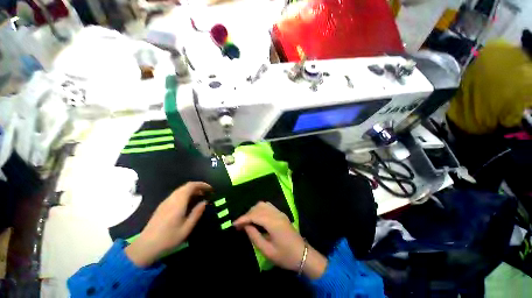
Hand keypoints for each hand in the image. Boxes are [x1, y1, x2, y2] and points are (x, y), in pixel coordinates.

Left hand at [125, 182, 211, 266]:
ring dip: (191, 190)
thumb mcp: (187, 228)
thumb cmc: (168, 238)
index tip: (210, 189)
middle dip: (198, 187)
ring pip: (180, 190)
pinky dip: (185, 194)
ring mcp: (165, 202)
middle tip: (206, 193)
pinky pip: (176, 195)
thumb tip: (205, 202)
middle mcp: (171, 199)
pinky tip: (188, 203)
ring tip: (199, 197)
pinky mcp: (162, 207)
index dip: (202, 185)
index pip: (191, 186)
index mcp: (178, 202)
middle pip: (186, 186)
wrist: (145, 247)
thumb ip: (197, 213)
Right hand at [233, 202, 327, 278]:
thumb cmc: (285, 256)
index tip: (234, 224)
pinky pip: (268, 206)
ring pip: (263, 205)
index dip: (243, 218)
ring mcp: (280, 212)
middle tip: (240, 225)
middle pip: (258, 207)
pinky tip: (257, 218)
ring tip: (247, 221)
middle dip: (247, 214)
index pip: (254, 215)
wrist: (303, 255)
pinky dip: (260, 209)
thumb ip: (255, 236)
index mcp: (273, 222)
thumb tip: (246, 226)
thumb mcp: (267, 251)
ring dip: (254, 210)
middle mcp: (276, 214)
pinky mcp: (281, 214)